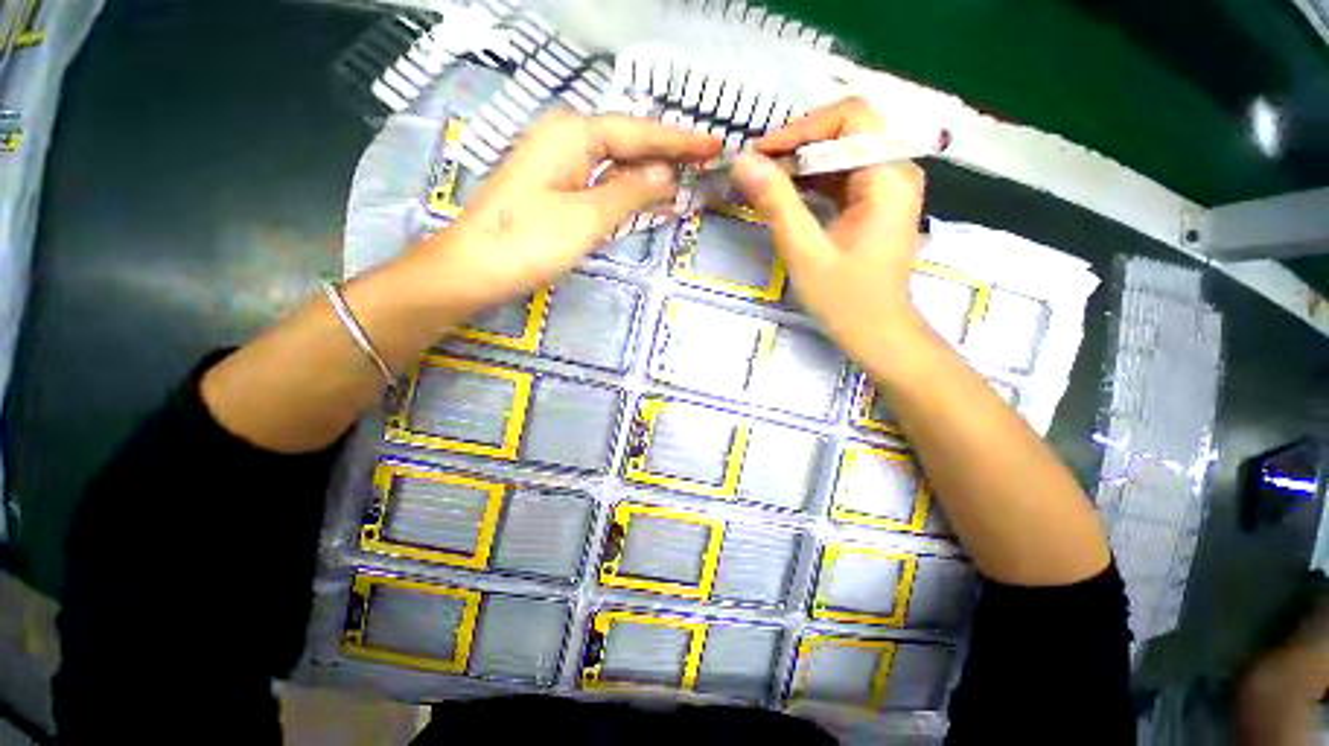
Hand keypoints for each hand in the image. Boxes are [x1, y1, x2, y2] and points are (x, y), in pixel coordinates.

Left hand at [411, 110, 720, 312]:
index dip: (680, 141)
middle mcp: (566, 139)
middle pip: (628, 141)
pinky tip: (651, 196)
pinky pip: (602, 182)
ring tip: (689, 177)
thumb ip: (630, 191)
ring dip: (651, 172)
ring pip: (616, 163)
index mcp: (574, 134)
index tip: (715, 144)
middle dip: (668, 152)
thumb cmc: (530, 241)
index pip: (640, 132)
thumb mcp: (588, 217)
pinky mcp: (556, 189)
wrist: (474, 268)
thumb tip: (666, 175)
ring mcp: (559, 165)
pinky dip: (629, 190)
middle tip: (708, 159)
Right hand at [732, 97, 927, 366]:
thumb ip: (776, 203)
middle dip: (796, 146)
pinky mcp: (876, 203)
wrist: (877, 333)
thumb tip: (742, 161)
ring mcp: (888, 187)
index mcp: (888, 176)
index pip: (851, 117)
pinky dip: (810, 182)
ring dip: (800, 165)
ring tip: (762, 184)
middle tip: (755, 171)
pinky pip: (841, 177)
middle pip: (846, 131)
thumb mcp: (805, 252)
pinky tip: (784, 197)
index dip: (801, 128)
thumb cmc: (845, 300)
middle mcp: (896, 171)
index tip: (760, 154)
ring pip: (841, 153)